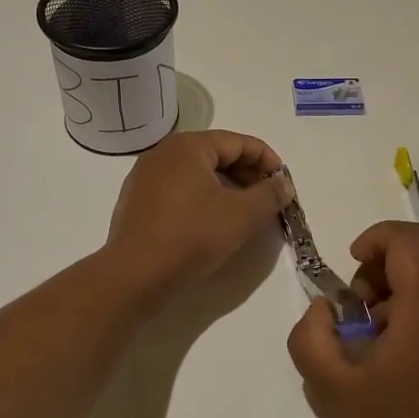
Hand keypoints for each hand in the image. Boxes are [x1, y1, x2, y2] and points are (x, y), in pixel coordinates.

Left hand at [103, 130, 293, 298]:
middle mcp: (163, 153)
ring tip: (244, 211)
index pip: (237, 142)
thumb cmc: (192, 236)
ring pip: (197, 173)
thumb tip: (283, 184)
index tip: (283, 182)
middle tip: (268, 198)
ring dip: (226, 187)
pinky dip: (202, 198)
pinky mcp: (137, 202)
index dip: (266, 159)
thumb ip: (269, 195)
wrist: (135, 275)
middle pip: (216, 154)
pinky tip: (212, 222)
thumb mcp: (242, 215)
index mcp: (187, 146)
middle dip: (247, 173)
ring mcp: (145, 177)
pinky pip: (178, 190)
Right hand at [288, 221, 418, 417]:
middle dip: (378, 275)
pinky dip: (413, 319)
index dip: (374, 239)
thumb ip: (311, 337)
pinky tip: (396, 369)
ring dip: (394, 299)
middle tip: (355, 318)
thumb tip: (325, 310)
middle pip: (418, 259)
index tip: (350, 271)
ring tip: (372, 348)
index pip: (408, 238)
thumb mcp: (332, 390)